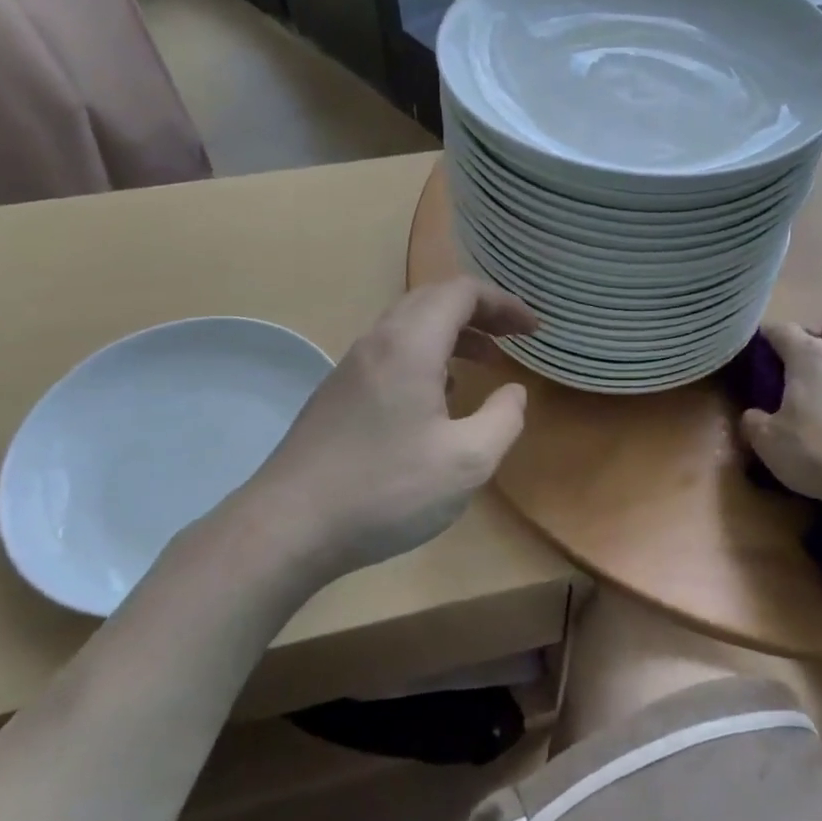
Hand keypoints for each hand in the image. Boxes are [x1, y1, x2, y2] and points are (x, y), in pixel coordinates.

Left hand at [225, 279, 537, 583]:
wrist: (288, 527)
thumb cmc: (386, 491)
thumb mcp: (467, 462)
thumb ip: (503, 419)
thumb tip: (513, 392)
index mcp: (410, 345)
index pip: (461, 293)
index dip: (504, 304)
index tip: (533, 331)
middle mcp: (377, 343)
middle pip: (433, 300)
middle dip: (480, 312)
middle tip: (514, 338)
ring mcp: (351, 369)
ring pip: (408, 326)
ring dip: (453, 333)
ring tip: (486, 362)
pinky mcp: (337, 395)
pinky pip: (391, 353)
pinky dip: (427, 355)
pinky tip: (439, 397)